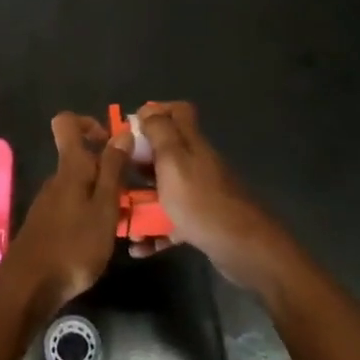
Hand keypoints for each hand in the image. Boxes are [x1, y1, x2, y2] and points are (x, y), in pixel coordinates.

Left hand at [1, 112, 129, 310]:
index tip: (111, 143)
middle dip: (107, 168)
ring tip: (124, 220)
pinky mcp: (47, 224)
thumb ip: (113, 170)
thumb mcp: (104, 208)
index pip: (67, 123)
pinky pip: (73, 205)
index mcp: (70, 168)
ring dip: (102, 195)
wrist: (29, 287)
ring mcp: (49, 202)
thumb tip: (121, 131)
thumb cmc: (73, 246)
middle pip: (80, 157)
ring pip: (80, 184)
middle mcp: (57, 179)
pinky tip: (102, 238)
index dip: (89, 123)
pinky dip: (90, 213)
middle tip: (132, 192)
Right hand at [129, 102, 282, 288]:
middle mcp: (197, 165)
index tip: (130, 128)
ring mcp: (200, 195)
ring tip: (119, 216)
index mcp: (192, 144)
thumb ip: (160, 133)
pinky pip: (171, 224)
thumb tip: (147, 110)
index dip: (155, 112)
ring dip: (141, 201)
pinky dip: (154, 233)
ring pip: (164, 190)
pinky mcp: (201, 224)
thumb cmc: (202, 202)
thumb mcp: (174, 161)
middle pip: (166, 152)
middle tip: (115, 173)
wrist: (245, 250)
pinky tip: (137, 248)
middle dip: (139, 161)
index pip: (178, 112)